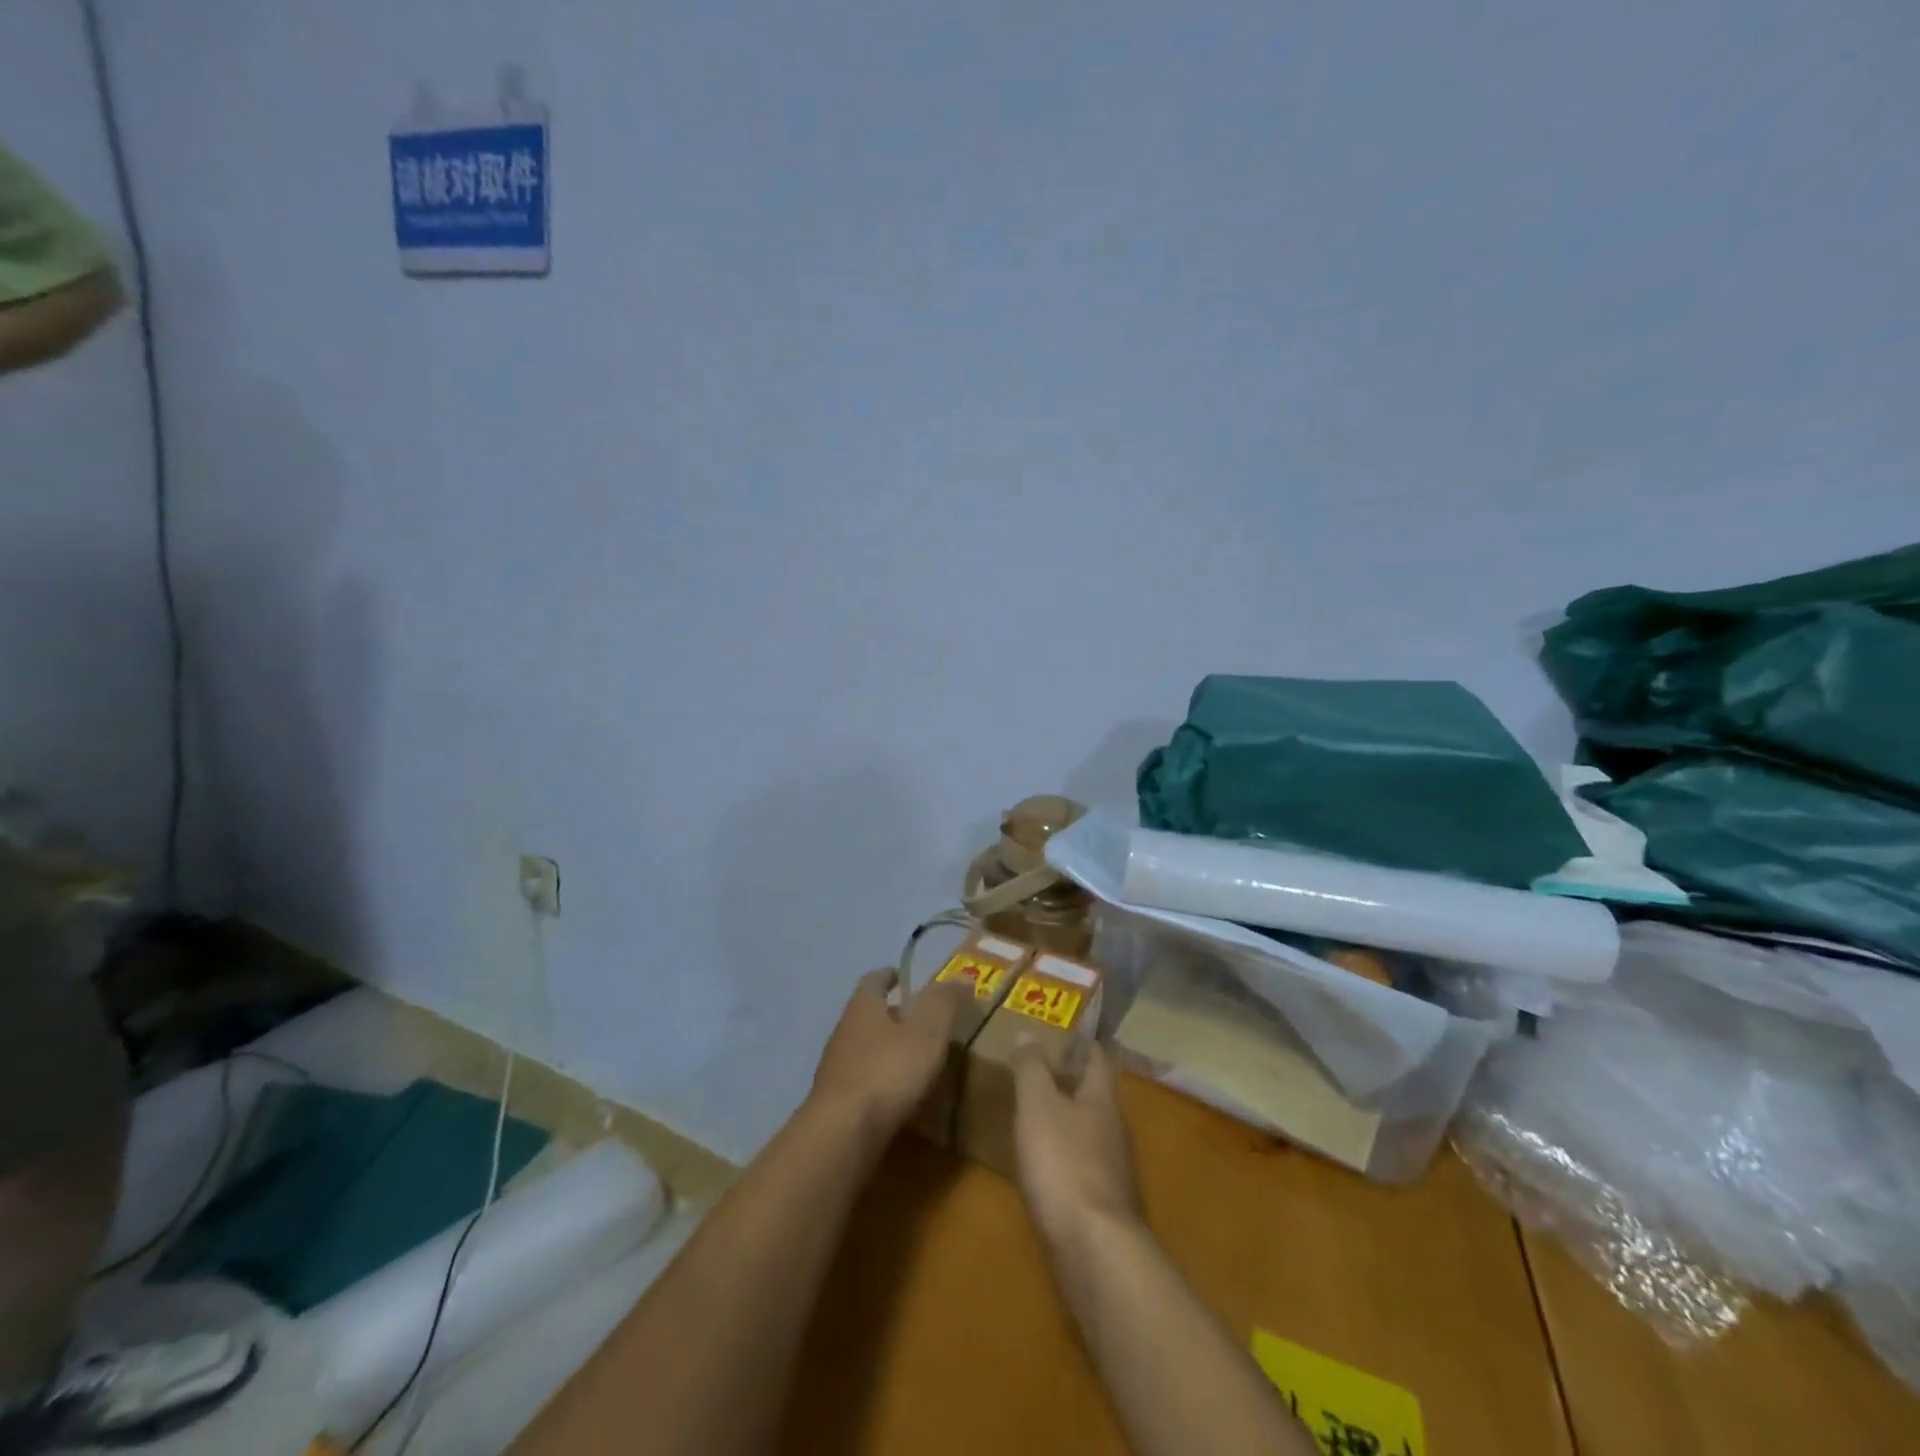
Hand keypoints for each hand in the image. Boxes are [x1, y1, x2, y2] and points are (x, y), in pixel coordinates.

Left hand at [809, 970, 967, 1144]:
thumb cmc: (888, 1071)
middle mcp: (843, 1031)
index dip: (889, 975)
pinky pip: (861, 1082)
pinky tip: (897, 1097)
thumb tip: (962, 977)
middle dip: (891, 1015)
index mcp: (863, 1007)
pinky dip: (879, 1082)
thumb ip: (944, 1003)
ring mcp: (835, 1069)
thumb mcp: (927, 1032)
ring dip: (885, 1050)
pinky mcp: (834, 1104)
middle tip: (920, 1021)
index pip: (874, 980)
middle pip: (867, 1014)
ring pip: (863, 1049)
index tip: (903, 977)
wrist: (842, 1134)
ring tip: (914, 1061)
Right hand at [1011, 1040, 1141, 1250]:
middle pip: (1095, 1097)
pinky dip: (1065, 1157)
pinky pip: (1083, 1167)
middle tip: (1039, 1072)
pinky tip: (1044, 1166)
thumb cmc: (1064, 1163)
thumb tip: (1028, 1033)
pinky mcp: (1103, 1206)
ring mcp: (1113, 1171)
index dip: (1083, 1044)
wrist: (1093, 1249)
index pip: (1098, 1060)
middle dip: (1071, 1082)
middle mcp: (1114, 1131)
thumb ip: (1032, 1069)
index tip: (1064, 1033)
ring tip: (1036, 1116)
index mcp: (1102, 1100)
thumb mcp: (1038, 1106)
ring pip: (1090, 1132)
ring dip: (1067, 1121)